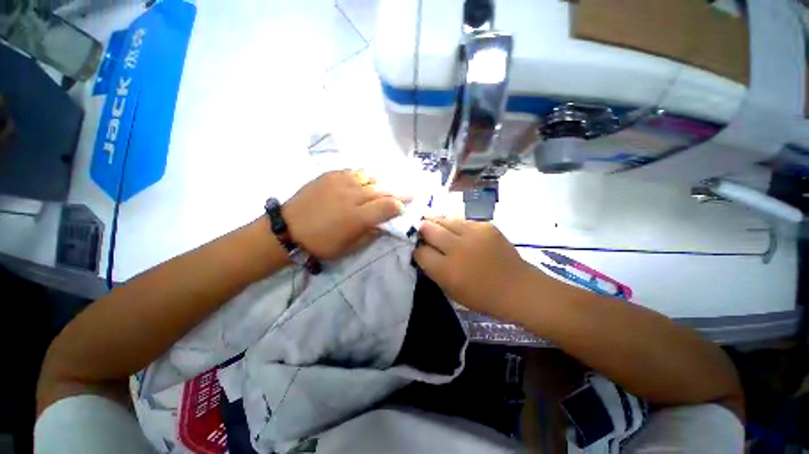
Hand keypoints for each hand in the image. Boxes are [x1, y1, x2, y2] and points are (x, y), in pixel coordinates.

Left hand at [282, 170, 407, 259]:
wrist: (287, 229)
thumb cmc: (320, 244)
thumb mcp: (349, 247)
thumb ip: (371, 234)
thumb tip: (384, 224)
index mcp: (358, 217)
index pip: (388, 206)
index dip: (400, 206)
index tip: (404, 209)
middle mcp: (352, 196)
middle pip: (384, 189)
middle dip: (401, 190)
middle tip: (412, 190)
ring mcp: (341, 182)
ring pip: (371, 176)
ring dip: (385, 180)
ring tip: (393, 181)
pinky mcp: (330, 175)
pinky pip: (355, 171)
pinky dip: (367, 174)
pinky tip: (370, 178)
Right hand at [414, 217, 534, 316]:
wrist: (517, 288)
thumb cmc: (481, 296)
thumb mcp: (450, 290)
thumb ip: (433, 270)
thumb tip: (422, 251)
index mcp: (447, 270)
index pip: (420, 251)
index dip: (416, 249)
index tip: (418, 248)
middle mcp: (457, 248)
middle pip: (428, 229)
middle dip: (421, 229)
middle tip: (421, 231)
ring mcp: (473, 233)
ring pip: (443, 219)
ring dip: (436, 222)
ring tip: (434, 224)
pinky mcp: (485, 225)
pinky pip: (461, 221)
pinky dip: (455, 225)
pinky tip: (457, 230)